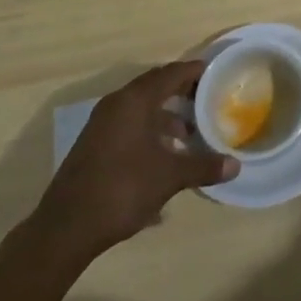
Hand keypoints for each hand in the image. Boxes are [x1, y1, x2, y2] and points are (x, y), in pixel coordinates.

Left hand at [32, 61, 238, 271]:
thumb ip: (203, 166)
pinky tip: (162, 155)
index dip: (194, 71)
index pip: (170, 74)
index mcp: (134, 101)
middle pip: (154, 87)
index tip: (214, 72)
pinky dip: (148, 131)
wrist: (65, 229)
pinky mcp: (94, 145)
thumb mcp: (169, 177)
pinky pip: (128, 125)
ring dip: (164, 116)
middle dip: (180, 91)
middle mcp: (116, 105)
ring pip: (140, 108)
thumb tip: (235, 165)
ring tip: (187, 134)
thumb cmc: (122, 190)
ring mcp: (101, 125)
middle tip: (205, 98)